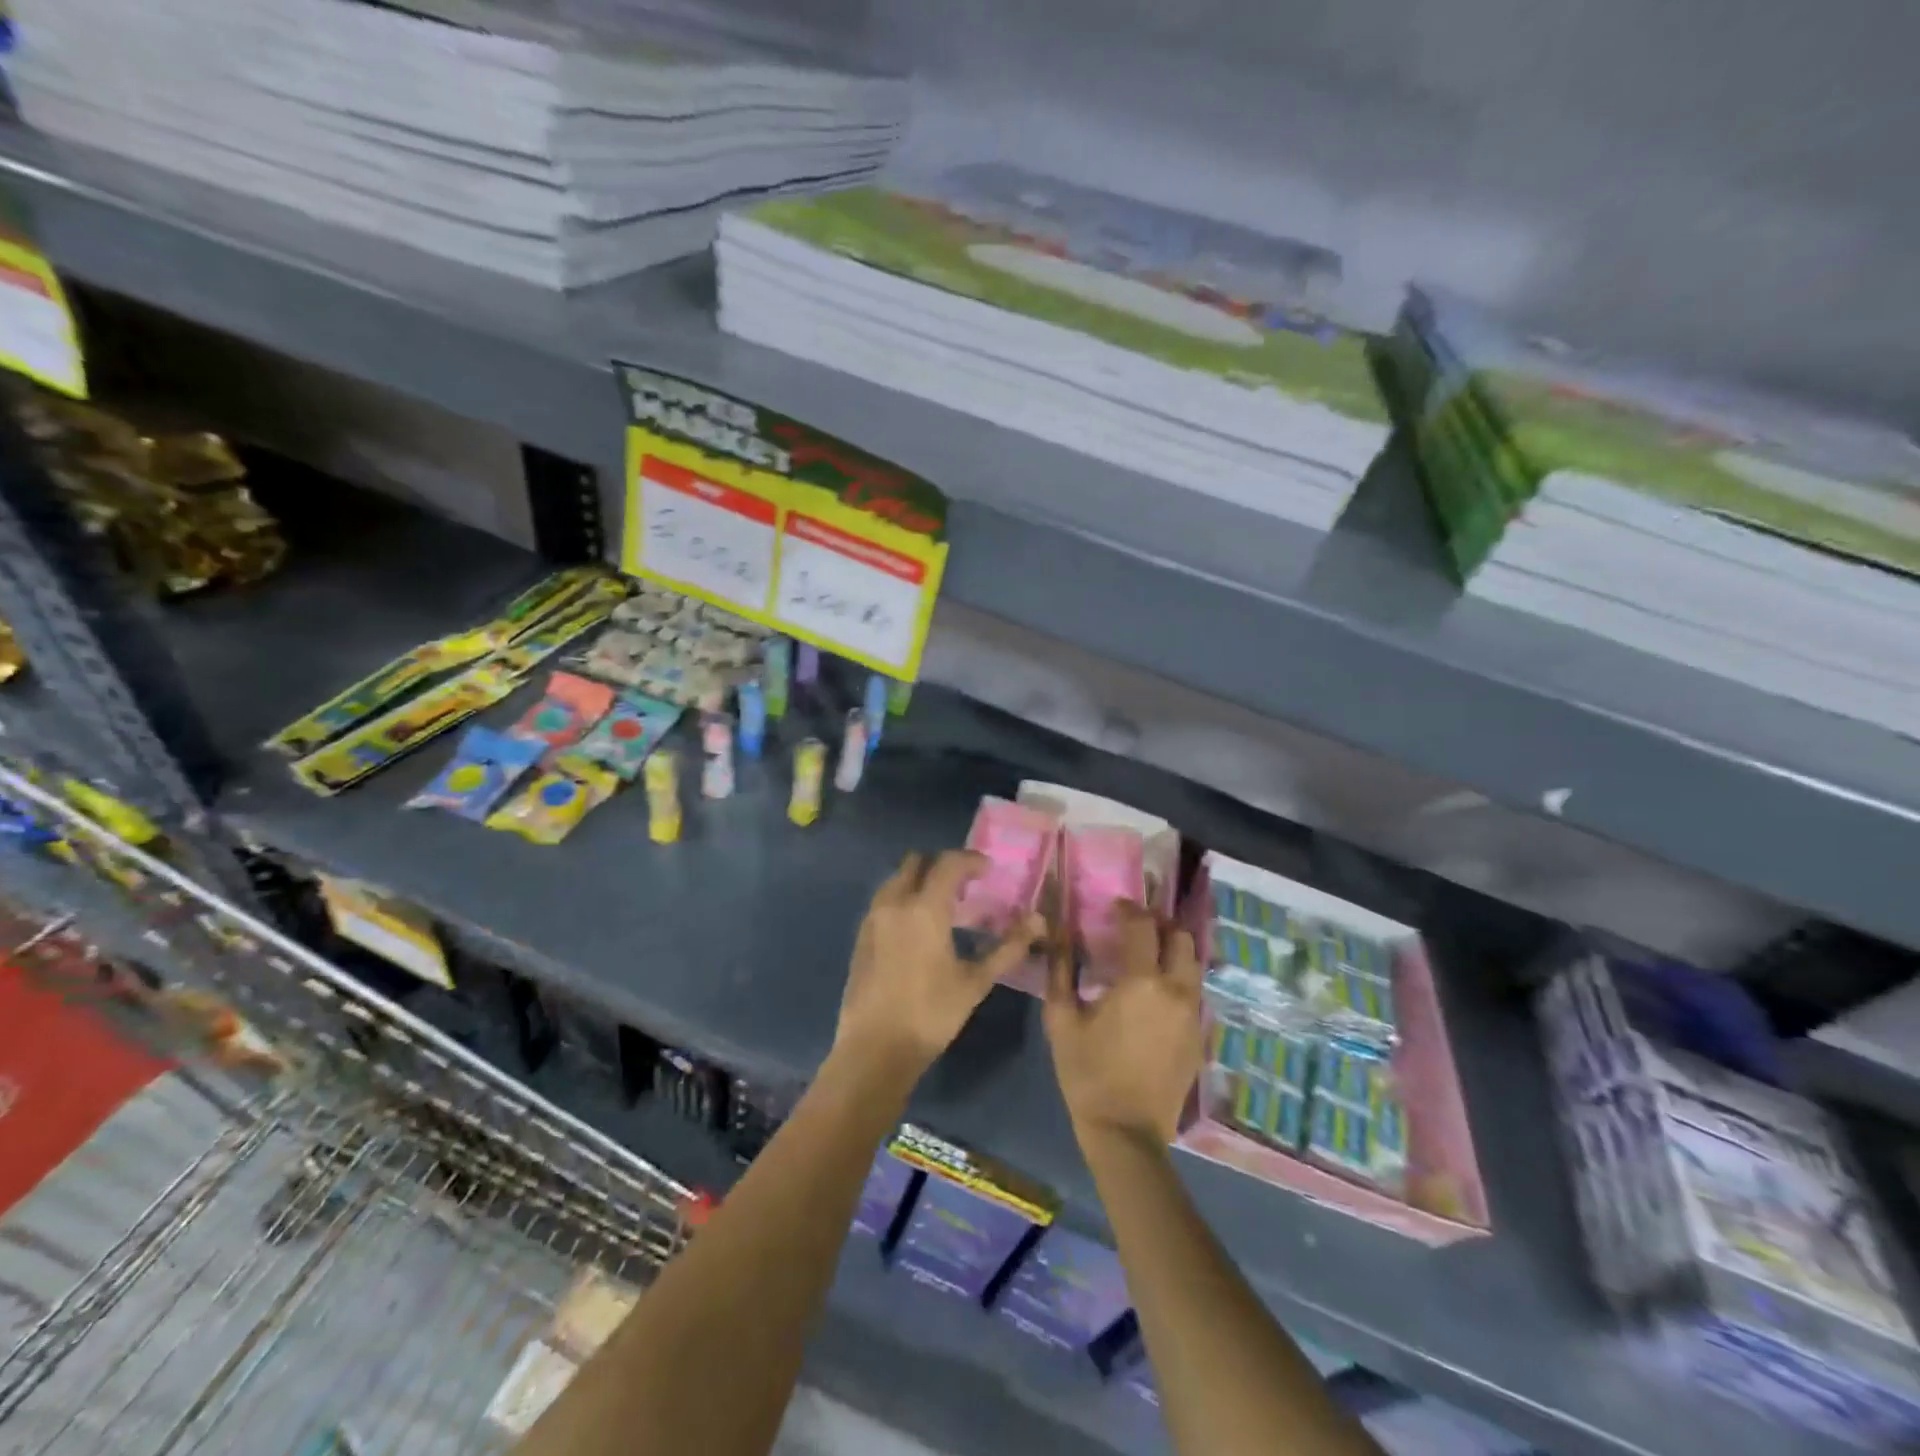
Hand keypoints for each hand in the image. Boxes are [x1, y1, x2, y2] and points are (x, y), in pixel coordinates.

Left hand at [835, 851, 1041, 1079]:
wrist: (874, 1049)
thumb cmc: (931, 1014)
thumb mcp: (975, 982)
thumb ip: (1008, 948)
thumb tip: (1038, 921)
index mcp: (925, 908)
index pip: (949, 863)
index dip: (971, 860)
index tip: (989, 870)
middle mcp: (895, 903)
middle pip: (917, 862)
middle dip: (942, 865)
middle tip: (965, 884)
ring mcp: (873, 918)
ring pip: (897, 879)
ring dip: (920, 880)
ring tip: (943, 905)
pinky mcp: (861, 936)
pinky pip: (884, 900)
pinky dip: (903, 899)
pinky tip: (918, 927)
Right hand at [1045, 902, 1202, 1148]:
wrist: (1126, 1133)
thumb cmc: (1087, 1072)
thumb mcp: (1061, 1019)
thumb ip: (1061, 969)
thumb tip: (1058, 933)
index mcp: (1141, 981)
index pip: (1143, 925)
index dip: (1129, 909)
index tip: (1115, 907)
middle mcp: (1176, 990)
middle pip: (1181, 938)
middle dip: (1160, 925)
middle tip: (1137, 928)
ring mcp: (1193, 1015)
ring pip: (1194, 965)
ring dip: (1174, 951)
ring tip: (1149, 957)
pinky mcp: (1199, 1037)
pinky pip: (1194, 993)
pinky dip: (1179, 980)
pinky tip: (1157, 994)